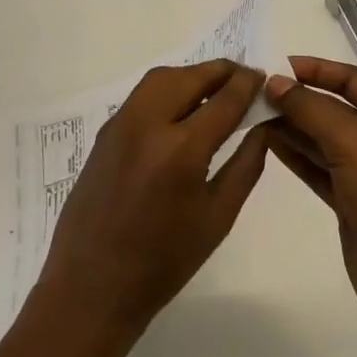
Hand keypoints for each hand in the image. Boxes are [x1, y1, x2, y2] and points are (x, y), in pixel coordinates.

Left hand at [33, 61, 269, 340]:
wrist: (93, 285)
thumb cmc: (164, 262)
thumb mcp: (217, 217)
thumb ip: (245, 165)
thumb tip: (262, 126)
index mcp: (180, 150)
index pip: (223, 99)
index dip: (247, 84)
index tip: (263, 77)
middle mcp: (147, 124)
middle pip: (189, 77)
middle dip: (220, 71)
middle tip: (243, 78)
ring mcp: (120, 124)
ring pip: (161, 79)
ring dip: (191, 75)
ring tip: (214, 89)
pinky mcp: (105, 132)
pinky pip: (141, 96)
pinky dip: (167, 89)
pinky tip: (182, 108)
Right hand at [264, 56, 356, 345]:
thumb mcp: (353, 141)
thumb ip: (311, 108)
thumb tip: (274, 83)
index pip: (354, 80)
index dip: (315, 69)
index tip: (275, 65)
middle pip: (337, 107)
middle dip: (299, 98)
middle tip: (255, 90)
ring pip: (324, 138)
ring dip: (292, 125)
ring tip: (253, 112)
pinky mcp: (353, 200)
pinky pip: (319, 166)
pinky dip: (295, 154)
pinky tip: (267, 141)